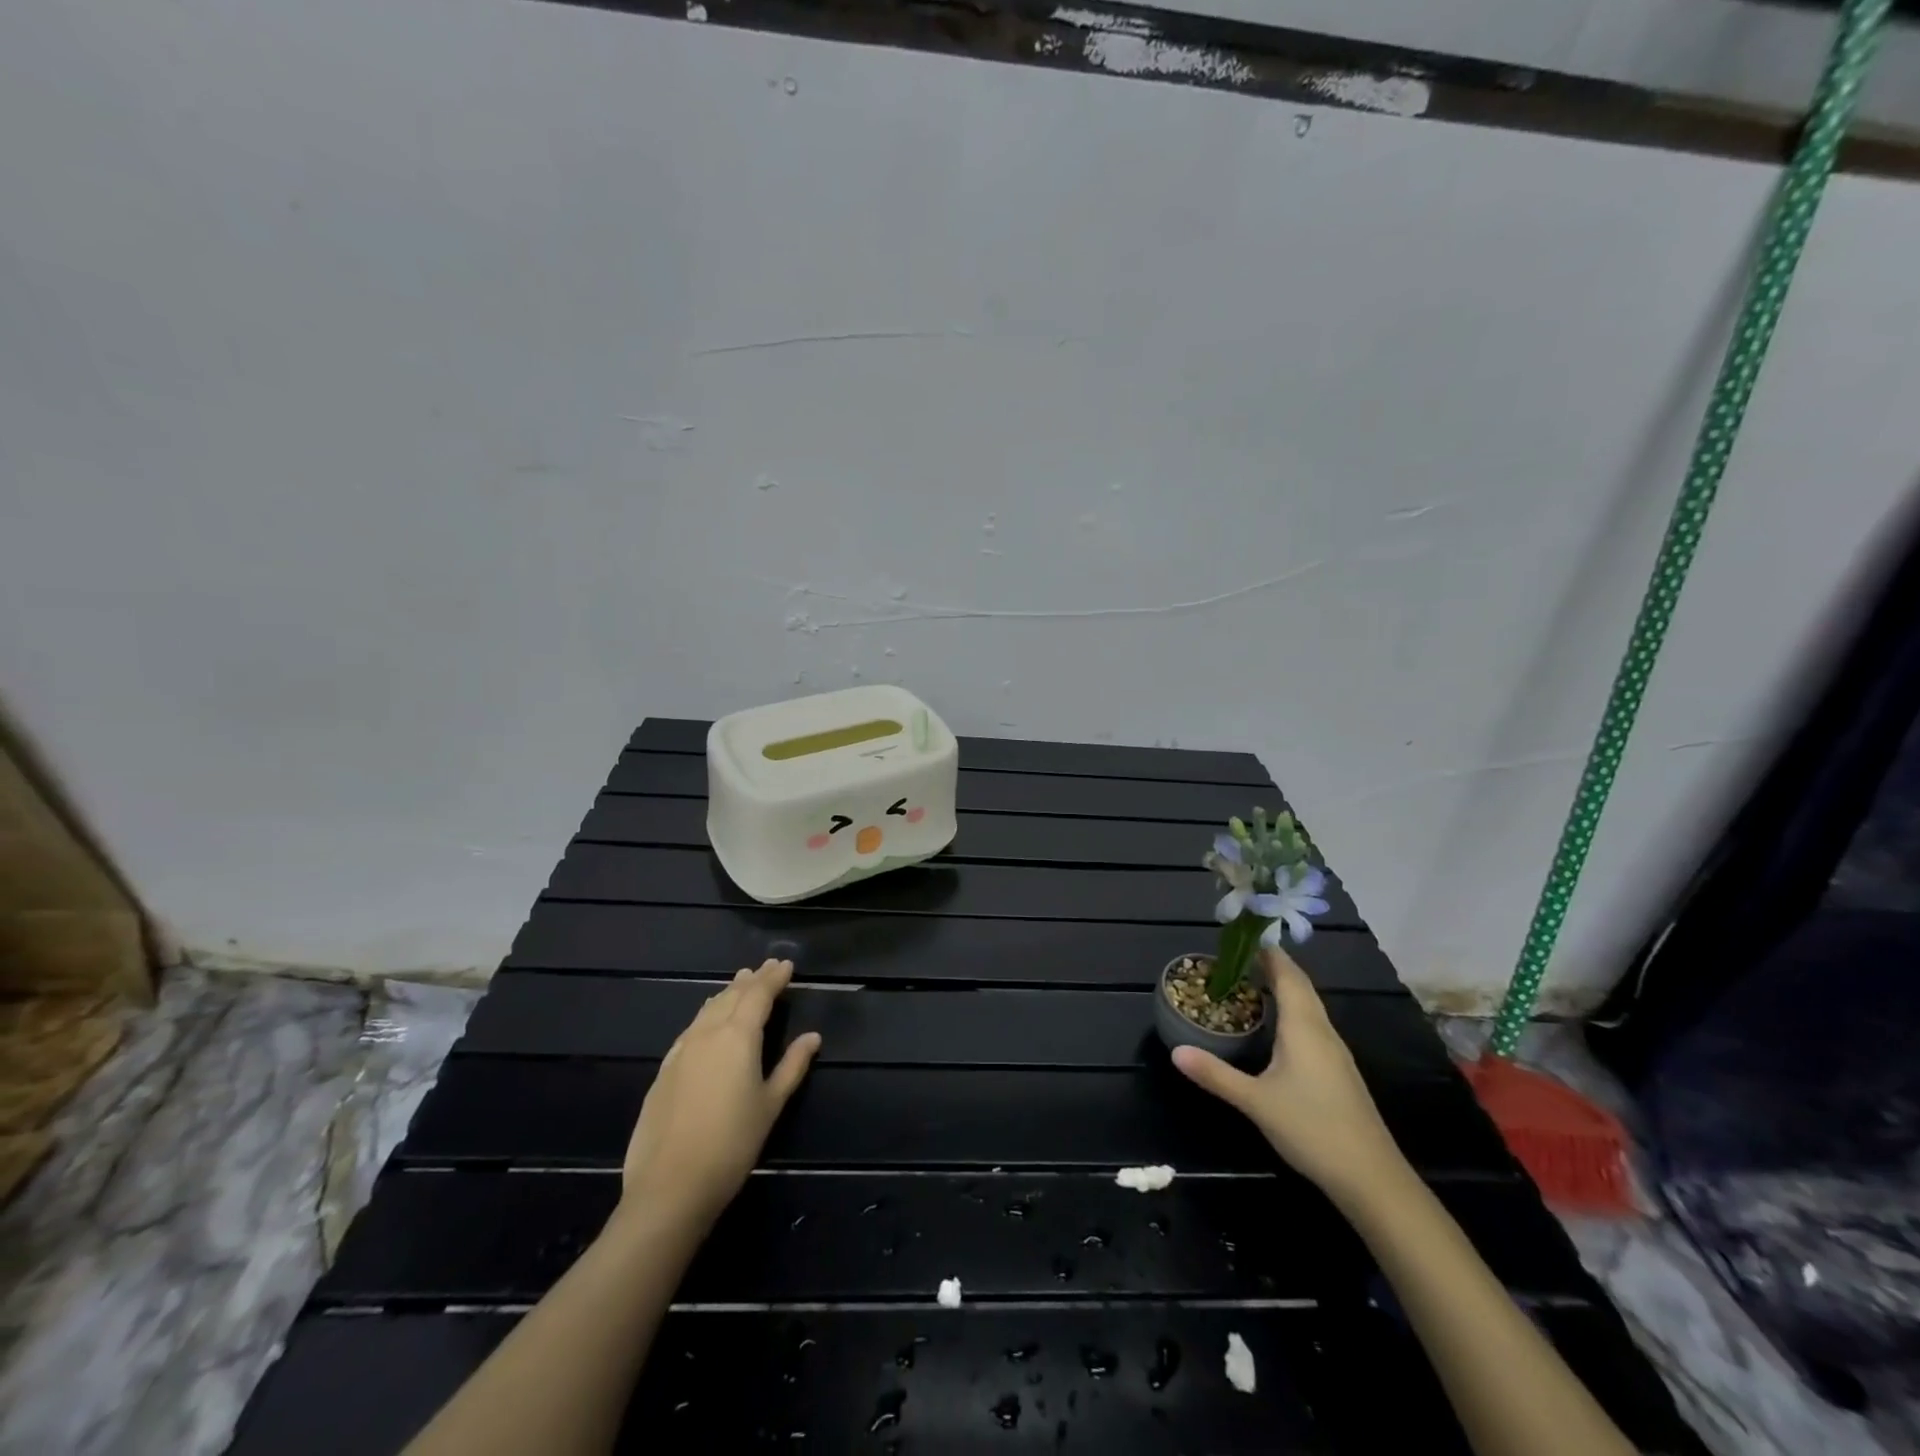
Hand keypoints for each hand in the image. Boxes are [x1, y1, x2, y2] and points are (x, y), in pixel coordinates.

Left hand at [618, 959, 820, 1229]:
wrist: (670, 1186)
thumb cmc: (732, 1144)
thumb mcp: (771, 1105)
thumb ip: (792, 1066)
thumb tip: (813, 1037)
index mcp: (738, 1036)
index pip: (759, 995)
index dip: (774, 978)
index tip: (786, 964)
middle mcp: (708, 1033)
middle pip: (732, 996)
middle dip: (751, 980)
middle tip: (765, 967)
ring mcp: (682, 1050)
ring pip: (708, 1009)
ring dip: (727, 993)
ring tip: (739, 983)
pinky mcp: (665, 1070)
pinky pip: (691, 1028)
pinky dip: (706, 1014)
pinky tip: (707, 1018)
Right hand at [1171, 948, 1405, 1204]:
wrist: (1371, 1178)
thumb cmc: (1312, 1128)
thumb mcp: (1255, 1101)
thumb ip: (1215, 1074)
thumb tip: (1175, 1051)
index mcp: (1304, 1027)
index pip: (1287, 976)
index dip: (1269, 953)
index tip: (1246, 935)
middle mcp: (1322, 1031)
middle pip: (1301, 986)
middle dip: (1275, 966)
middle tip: (1242, 954)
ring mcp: (1335, 1053)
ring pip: (1310, 1006)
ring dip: (1286, 988)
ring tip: (1255, 982)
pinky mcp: (1340, 1072)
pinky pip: (1313, 1025)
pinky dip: (1293, 1011)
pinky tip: (1279, 1027)